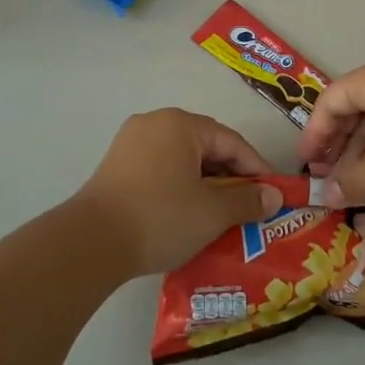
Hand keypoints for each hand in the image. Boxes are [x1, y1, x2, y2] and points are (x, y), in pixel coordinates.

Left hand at [72, 109, 281, 276]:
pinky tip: (187, 214)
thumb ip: (247, 200)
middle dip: (230, 177)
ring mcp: (130, 143)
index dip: (256, 168)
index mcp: (180, 124)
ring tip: (220, 215)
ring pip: (182, 159)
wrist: (91, 242)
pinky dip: (179, 187)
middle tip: (248, 207)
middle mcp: (154, 123)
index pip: (231, 142)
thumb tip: (274, 196)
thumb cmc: (160, 217)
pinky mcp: (115, 166)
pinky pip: (160, 169)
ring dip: (205, 184)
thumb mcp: (212, 212)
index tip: (273, 195)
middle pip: (205, 147)